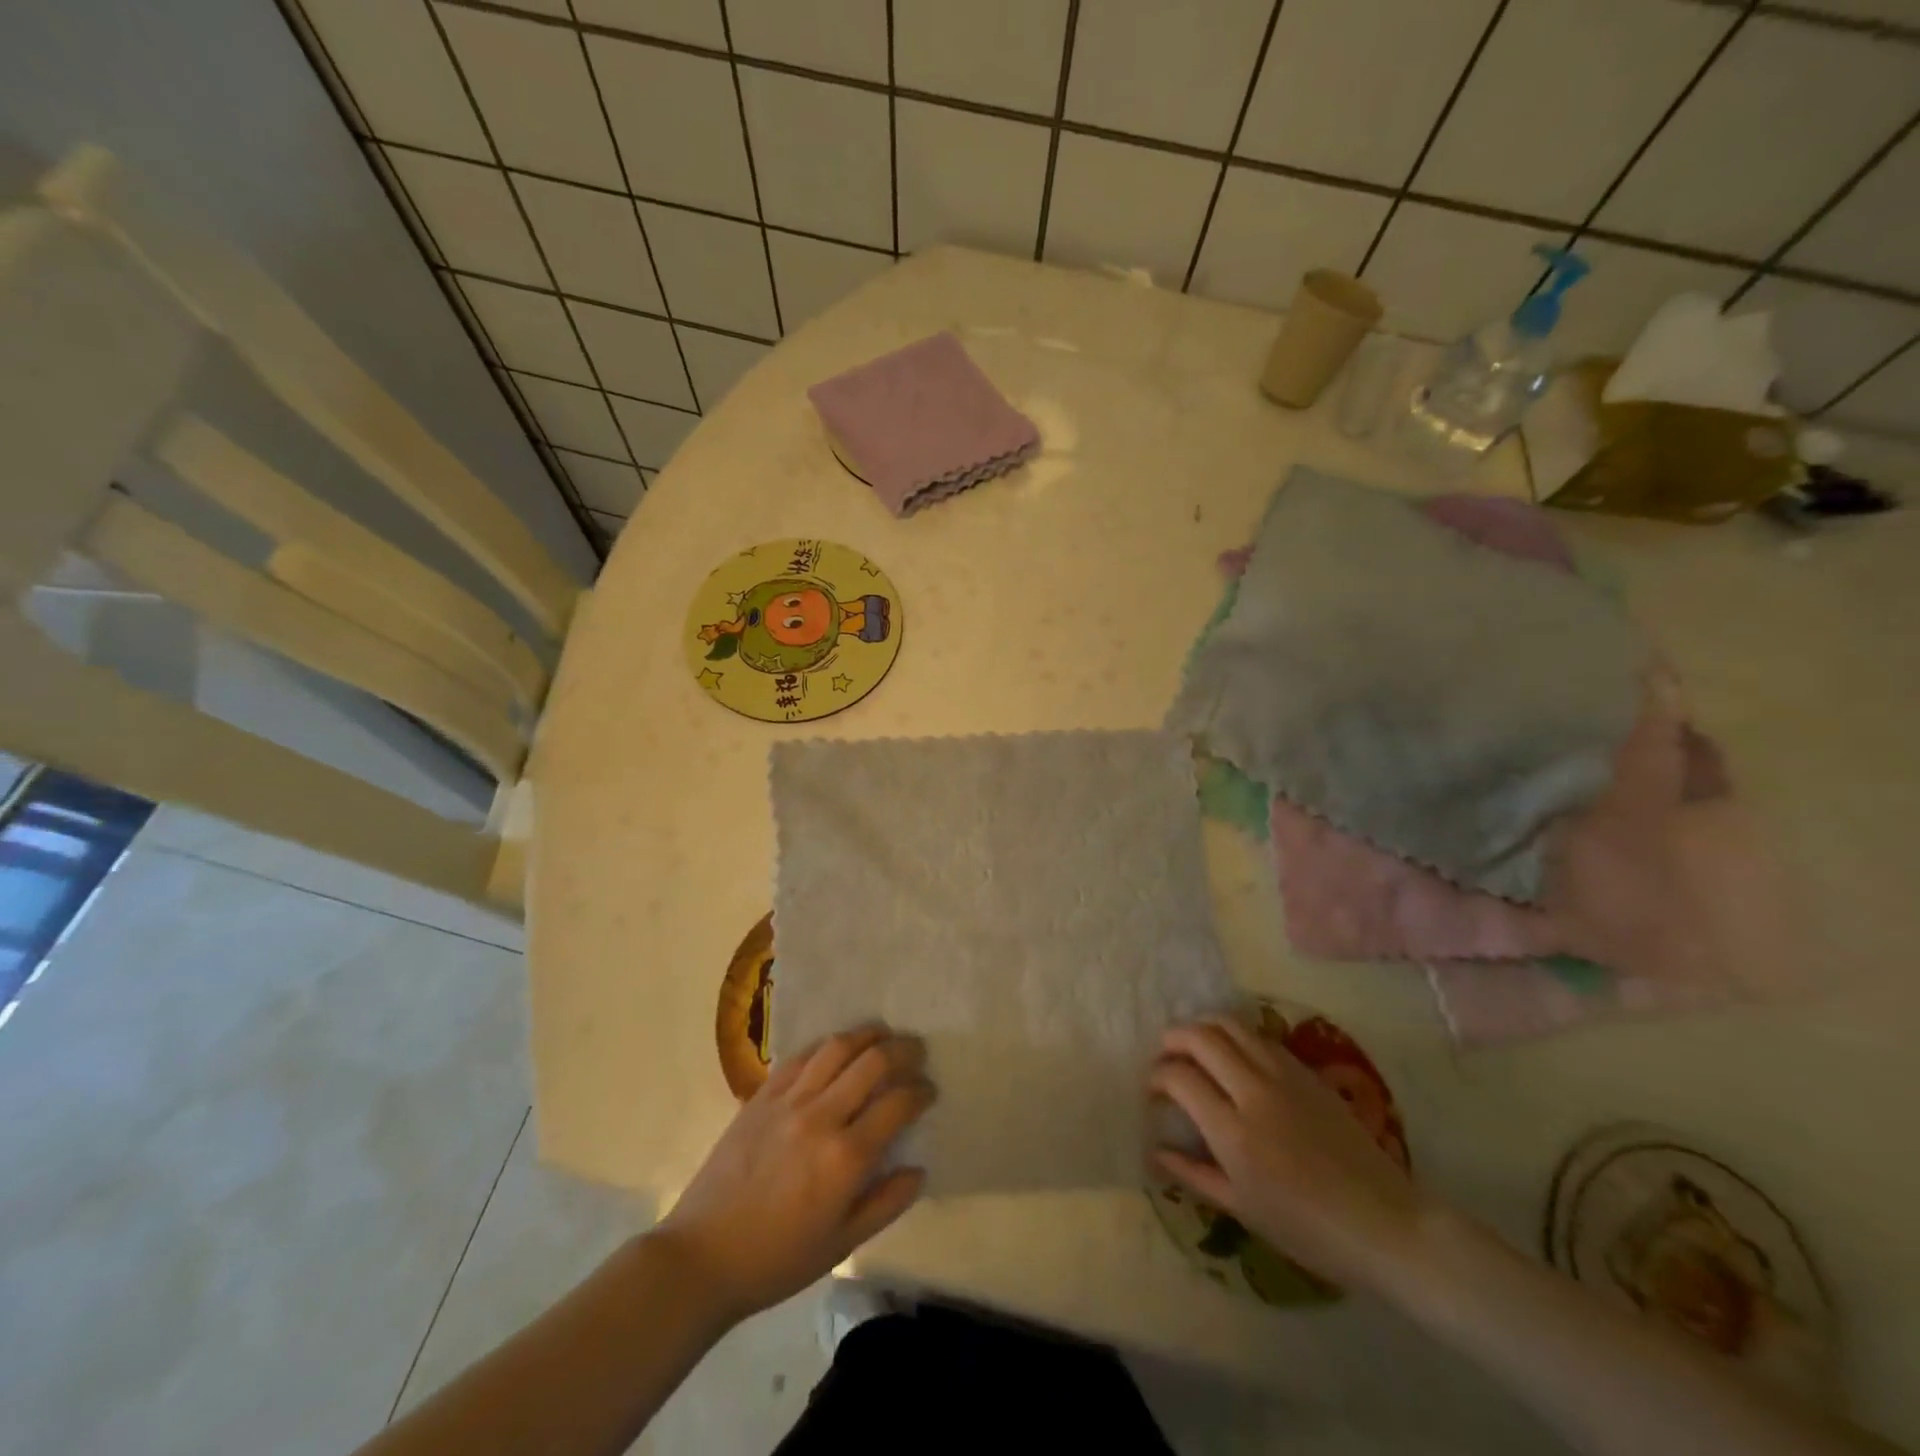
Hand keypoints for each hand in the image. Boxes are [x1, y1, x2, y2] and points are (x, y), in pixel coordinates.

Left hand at [658, 1025, 934, 1322]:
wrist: (703, 1256)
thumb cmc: (777, 1259)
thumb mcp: (840, 1245)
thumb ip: (886, 1203)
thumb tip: (919, 1170)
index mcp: (845, 1158)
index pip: (898, 1103)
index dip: (921, 1091)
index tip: (929, 1091)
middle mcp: (821, 1116)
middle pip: (873, 1061)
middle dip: (903, 1050)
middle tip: (917, 1052)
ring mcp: (789, 1100)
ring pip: (837, 1047)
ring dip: (868, 1035)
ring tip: (884, 1035)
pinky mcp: (762, 1095)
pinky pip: (801, 1056)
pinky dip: (827, 1046)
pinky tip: (837, 1049)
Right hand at [1150, 1016, 1428, 1294]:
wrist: (1385, 1225)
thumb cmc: (1308, 1230)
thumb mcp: (1242, 1209)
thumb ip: (1192, 1174)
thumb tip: (1154, 1152)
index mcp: (1233, 1132)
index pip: (1179, 1077)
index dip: (1156, 1076)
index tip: (1152, 1089)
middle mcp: (1254, 1092)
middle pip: (1201, 1037)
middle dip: (1172, 1039)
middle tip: (1165, 1057)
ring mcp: (1284, 1076)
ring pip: (1230, 1025)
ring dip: (1203, 1027)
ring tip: (1194, 1046)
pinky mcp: (1307, 1072)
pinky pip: (1260, 1037)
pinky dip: (1235, 1035)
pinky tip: (1232, 1054)